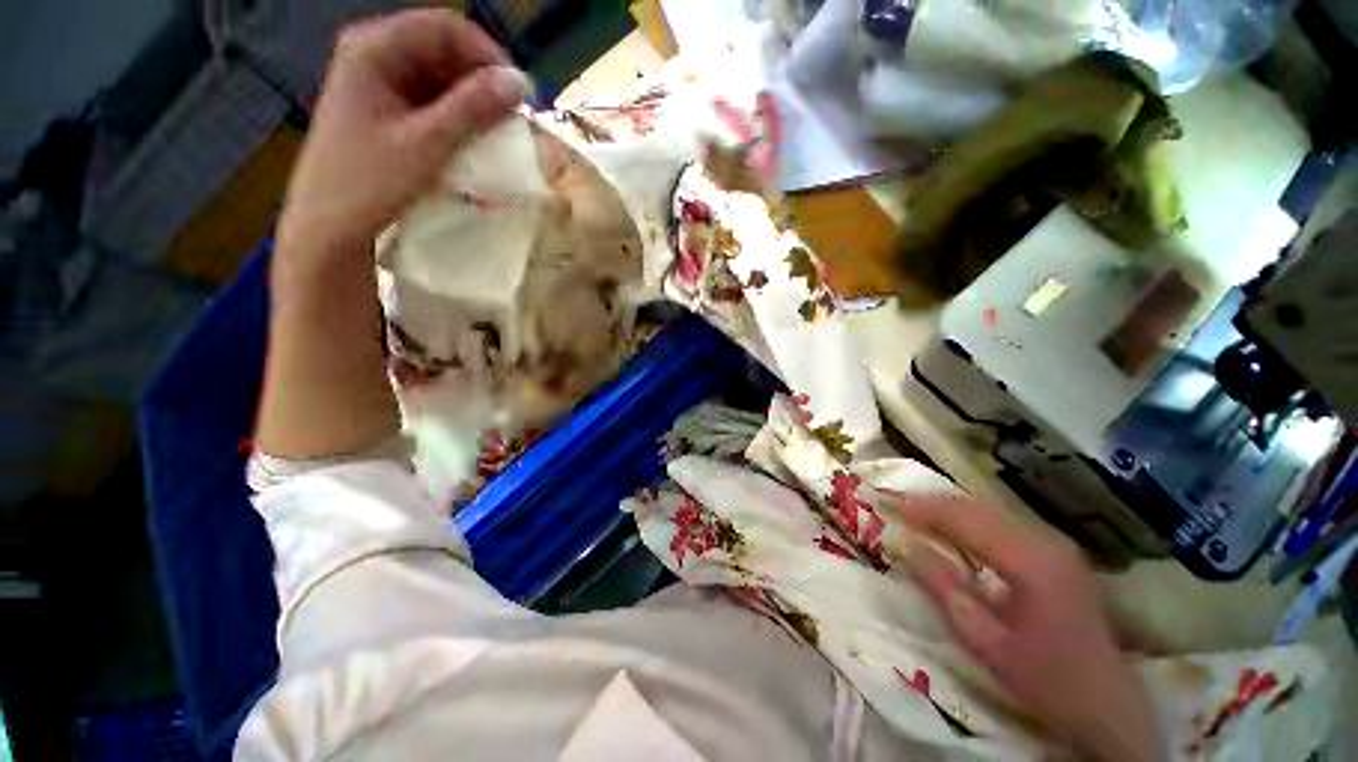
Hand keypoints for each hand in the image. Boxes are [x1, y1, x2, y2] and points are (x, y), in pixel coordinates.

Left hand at [277, 9, 530, 256]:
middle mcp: (376, 55)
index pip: (446, 28)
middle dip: (483, 85)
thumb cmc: (370, 183)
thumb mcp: (427, 145)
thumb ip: (473, 110)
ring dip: (475, 107)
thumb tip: (520, 84)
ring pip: (443, 80)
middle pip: (445, 52)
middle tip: (512, 124)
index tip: (520, 97)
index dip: (489, 57)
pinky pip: (433, 103)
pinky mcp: (387, 110)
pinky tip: (472, 148)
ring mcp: (380, 83)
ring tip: (497, 141)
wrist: (329, 227)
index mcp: (375, 48)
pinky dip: (459, 123)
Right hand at [895, 499, 1161, 761]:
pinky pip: (1000, 523)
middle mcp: (1044, 542)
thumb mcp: (986, 645)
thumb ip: (944, 592)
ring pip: (988, 510)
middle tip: (893, 502)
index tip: (884, 503)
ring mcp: (1054, 545)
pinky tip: (949, 527)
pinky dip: (967, 519)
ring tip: (912, 510)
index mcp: (1031, 563)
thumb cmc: (1046, 680)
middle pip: (976, 507)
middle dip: (930, 502)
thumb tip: (907, 547)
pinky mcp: (1055, 554)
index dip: (920, 508)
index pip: (964, 520)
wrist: (1110, 706)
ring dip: (947, 508)